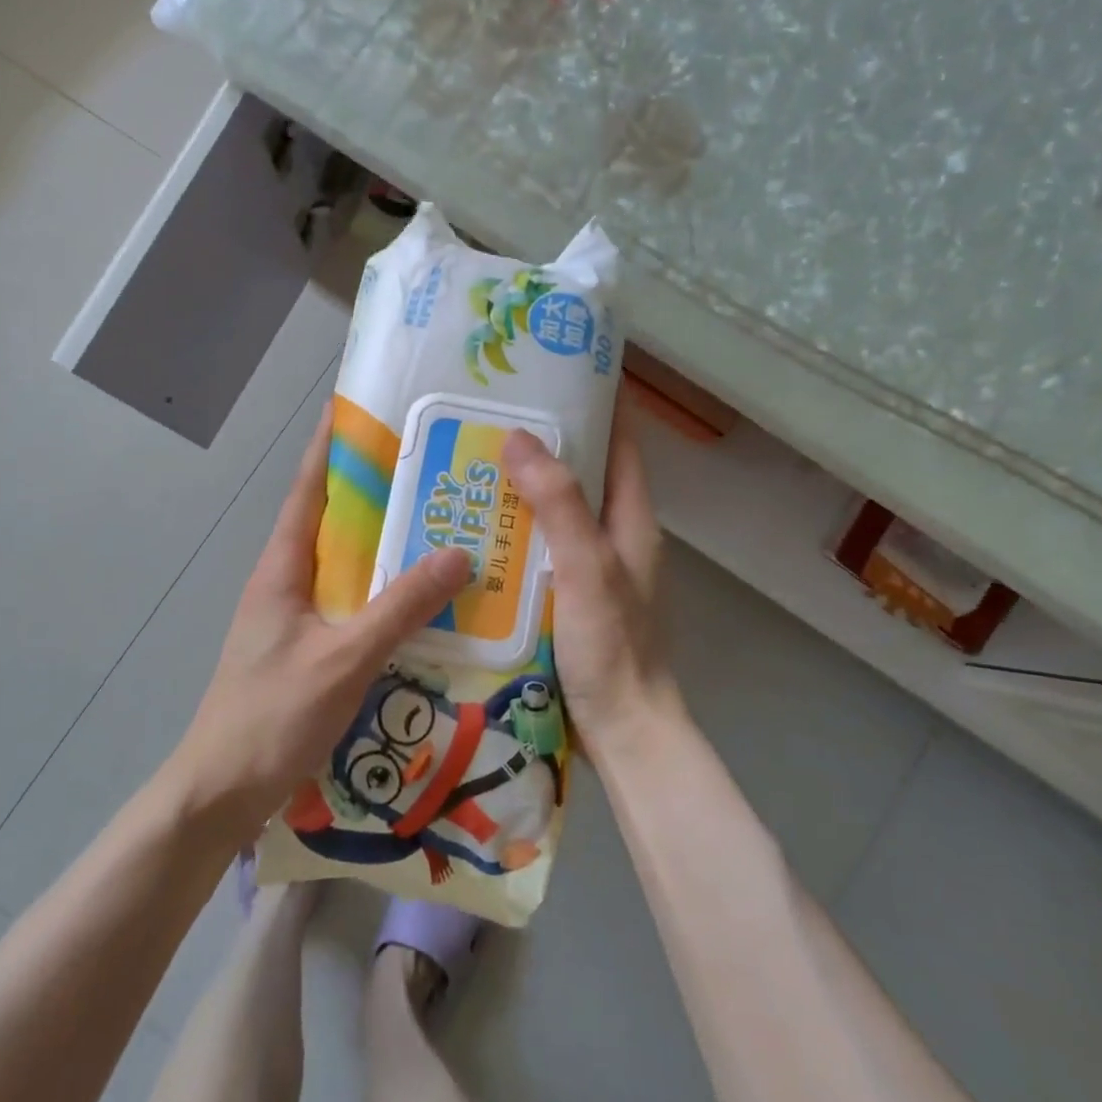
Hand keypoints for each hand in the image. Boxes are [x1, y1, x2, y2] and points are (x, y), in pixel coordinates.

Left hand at [165, 403, 472, 836]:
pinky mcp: (305, 650)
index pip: (307, 491)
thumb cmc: (273, 715)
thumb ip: (400, 607)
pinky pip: (349, 605)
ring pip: (343, 567)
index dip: (330, 448)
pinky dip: (381, 593)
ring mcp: (293, 619)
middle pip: (330, 523)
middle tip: (427, 471)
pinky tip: (418, 602)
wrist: (222, 791)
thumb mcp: (344, 658)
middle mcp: (285, 583)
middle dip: (372, 494)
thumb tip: (458, 554)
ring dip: (381, 546)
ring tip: (435, 527)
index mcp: (281, 569)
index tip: (357, 409)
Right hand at [503, 402, 678, 758]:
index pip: (620, 442)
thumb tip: (518, 436)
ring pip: (555, 511)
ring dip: (522, 487)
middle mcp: (613, 536)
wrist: (622, 729)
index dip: (597, 403)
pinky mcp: (566, 596)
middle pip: (582, 473)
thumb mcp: (587, 567)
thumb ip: (558, 504)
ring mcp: (589, 568)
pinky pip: (537, 548)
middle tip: (489, 415)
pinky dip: (512, 531)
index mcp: (631, 519)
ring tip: (470, 462)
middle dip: (544, 442)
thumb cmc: (612, 646)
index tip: (553, 372)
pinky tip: (473, 529)